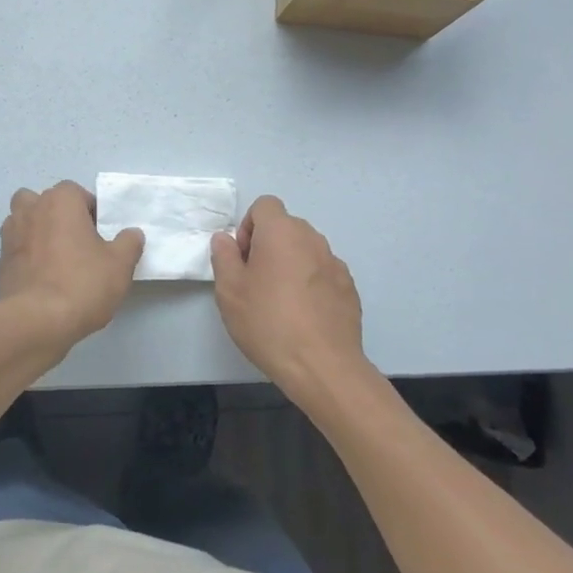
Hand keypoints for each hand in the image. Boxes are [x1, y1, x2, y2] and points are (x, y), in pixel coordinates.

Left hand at [0, 181, 143, 354]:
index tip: (99, 235)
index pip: (76, 192)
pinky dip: (26, 256)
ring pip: (23, 221)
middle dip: (57, 215)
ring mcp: (11, 234)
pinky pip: (16, 249)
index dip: (90, 211)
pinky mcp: (0, 261)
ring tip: (56, 259)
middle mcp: (31, 209)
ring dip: (37, 232)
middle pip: (43, 201)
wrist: (36, 321)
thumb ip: (129, 243)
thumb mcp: (120, 265)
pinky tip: (42, 279)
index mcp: (60, 200)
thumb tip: (132, 234)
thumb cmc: (82, 283)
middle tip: (75, 242)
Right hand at [210, 195, 368, 401]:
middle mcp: (312, 239)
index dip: (248, 226)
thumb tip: (226, 239)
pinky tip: (304, 316)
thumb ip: (224, 256)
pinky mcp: (349, 288)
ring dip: (290, 264)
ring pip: (305, 251)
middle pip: (285, 227)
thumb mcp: (230, 291)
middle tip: (256, 282)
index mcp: (282, 232)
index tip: (244, 259)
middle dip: (268, 245)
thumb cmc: (269, 323)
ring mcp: (335, 264)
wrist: (323, 367)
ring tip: (280, 302)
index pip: (264, 205)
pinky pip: (323, 274)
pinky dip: (311, 284)